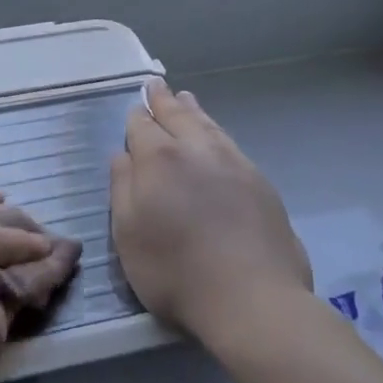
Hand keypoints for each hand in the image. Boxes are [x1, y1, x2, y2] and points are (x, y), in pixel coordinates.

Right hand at [110, 79, 311, 344]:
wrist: (253, 298)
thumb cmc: (176, 272)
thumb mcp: (129, 236)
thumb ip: (122, 188)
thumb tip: (122, 155)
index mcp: (159, 160)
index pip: (142, 126)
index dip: (136, 116)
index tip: (135, 106)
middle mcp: (196, 150)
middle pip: (177, 116)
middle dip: (163, 101)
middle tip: (156, 85)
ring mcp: (233, 162)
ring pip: (207, 125)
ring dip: (193, 110)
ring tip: (185, 98)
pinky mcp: (259, 181)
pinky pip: (230, 142)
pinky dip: (216, 131)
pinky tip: (216, 136)